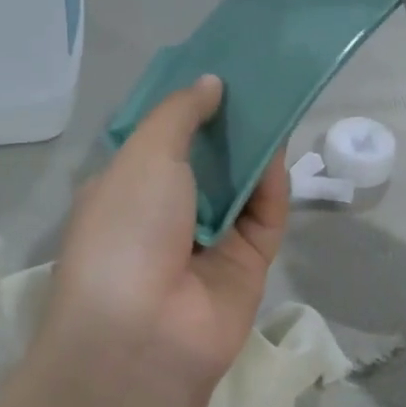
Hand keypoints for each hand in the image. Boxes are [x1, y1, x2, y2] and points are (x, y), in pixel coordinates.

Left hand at [44, 75, 286, 390]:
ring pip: (240, 186)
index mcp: (126, 191)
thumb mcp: (143, 156)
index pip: (160, 142)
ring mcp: (209, 242)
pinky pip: (265, 215)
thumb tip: (210, 83)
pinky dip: (271, 184)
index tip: (214, 73)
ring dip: (254, 149)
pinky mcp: (248, 264)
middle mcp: (167, 216)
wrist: (143, 333)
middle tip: (255, 81)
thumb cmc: (126, 230)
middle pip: (206, 161)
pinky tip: (279, 149)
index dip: (186, 108)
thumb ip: (180, 114)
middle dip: (227, 125)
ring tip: (275, 101)